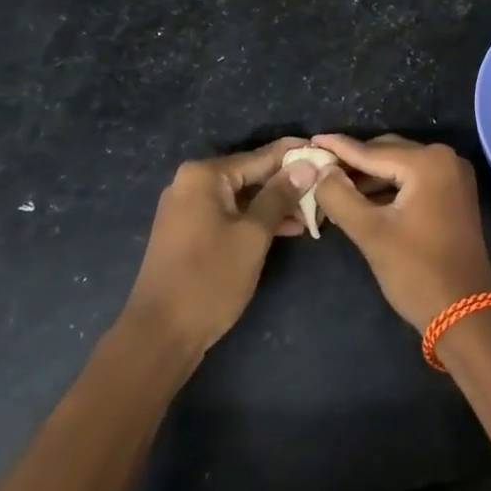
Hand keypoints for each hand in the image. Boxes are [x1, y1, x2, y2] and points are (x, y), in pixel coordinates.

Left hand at [120, 139, 318, 359]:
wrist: (161, 334)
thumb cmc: (210, 279)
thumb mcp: (254, 234)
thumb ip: (280, 195)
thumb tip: (307, 166)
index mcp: (204, 175)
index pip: (262, 156)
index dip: (297, 156)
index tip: (329, 155)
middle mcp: (192, 183)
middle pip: (251, 174)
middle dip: (288, 183)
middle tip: (325, 189)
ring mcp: (188, 208)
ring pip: (243, 196)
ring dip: (276, 204)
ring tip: (313, 213)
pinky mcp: (189, 231)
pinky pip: (231, 213)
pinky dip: (256, 219)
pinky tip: (288, 228)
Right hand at [308, 134, 490, 330]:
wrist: (464, 313)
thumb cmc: (416, 272)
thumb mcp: (370, 233)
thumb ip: (340, 196)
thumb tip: (321, 170)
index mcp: (428, 163)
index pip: (372, 151)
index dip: (338, 148)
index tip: (310, 140)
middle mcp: (446, 159)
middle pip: (388, 153)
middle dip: (354, 164)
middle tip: (318, 172)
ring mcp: (454, 176)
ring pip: (400, 167)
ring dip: (370, 177)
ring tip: (334, 189)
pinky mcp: (455, 195)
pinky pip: (415, 180)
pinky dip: (390, 188)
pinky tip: (363, 200)